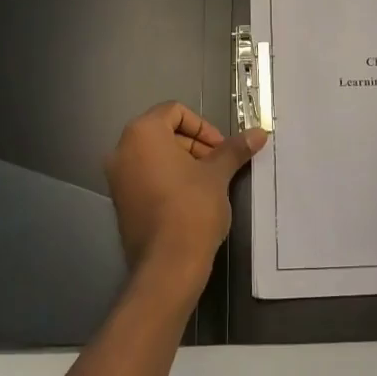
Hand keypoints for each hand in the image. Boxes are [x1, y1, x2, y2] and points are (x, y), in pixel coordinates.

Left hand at [105, 102, 266, 301]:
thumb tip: (259, 132)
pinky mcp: (120, 201)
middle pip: (163, 132)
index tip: (221, 149)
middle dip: (195, 144)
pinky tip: (191, 199)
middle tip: (219, 165)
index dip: (203, 126)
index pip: (174, 111)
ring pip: (154, 155)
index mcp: (143, 134)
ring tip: (209, 183)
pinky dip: (168, 178)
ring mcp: (117, 177)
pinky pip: (145, 176)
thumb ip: (234, 149)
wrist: (168, 264)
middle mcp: (122, 150)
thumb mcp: (217, 174)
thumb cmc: (192, 208)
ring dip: (184, 162)